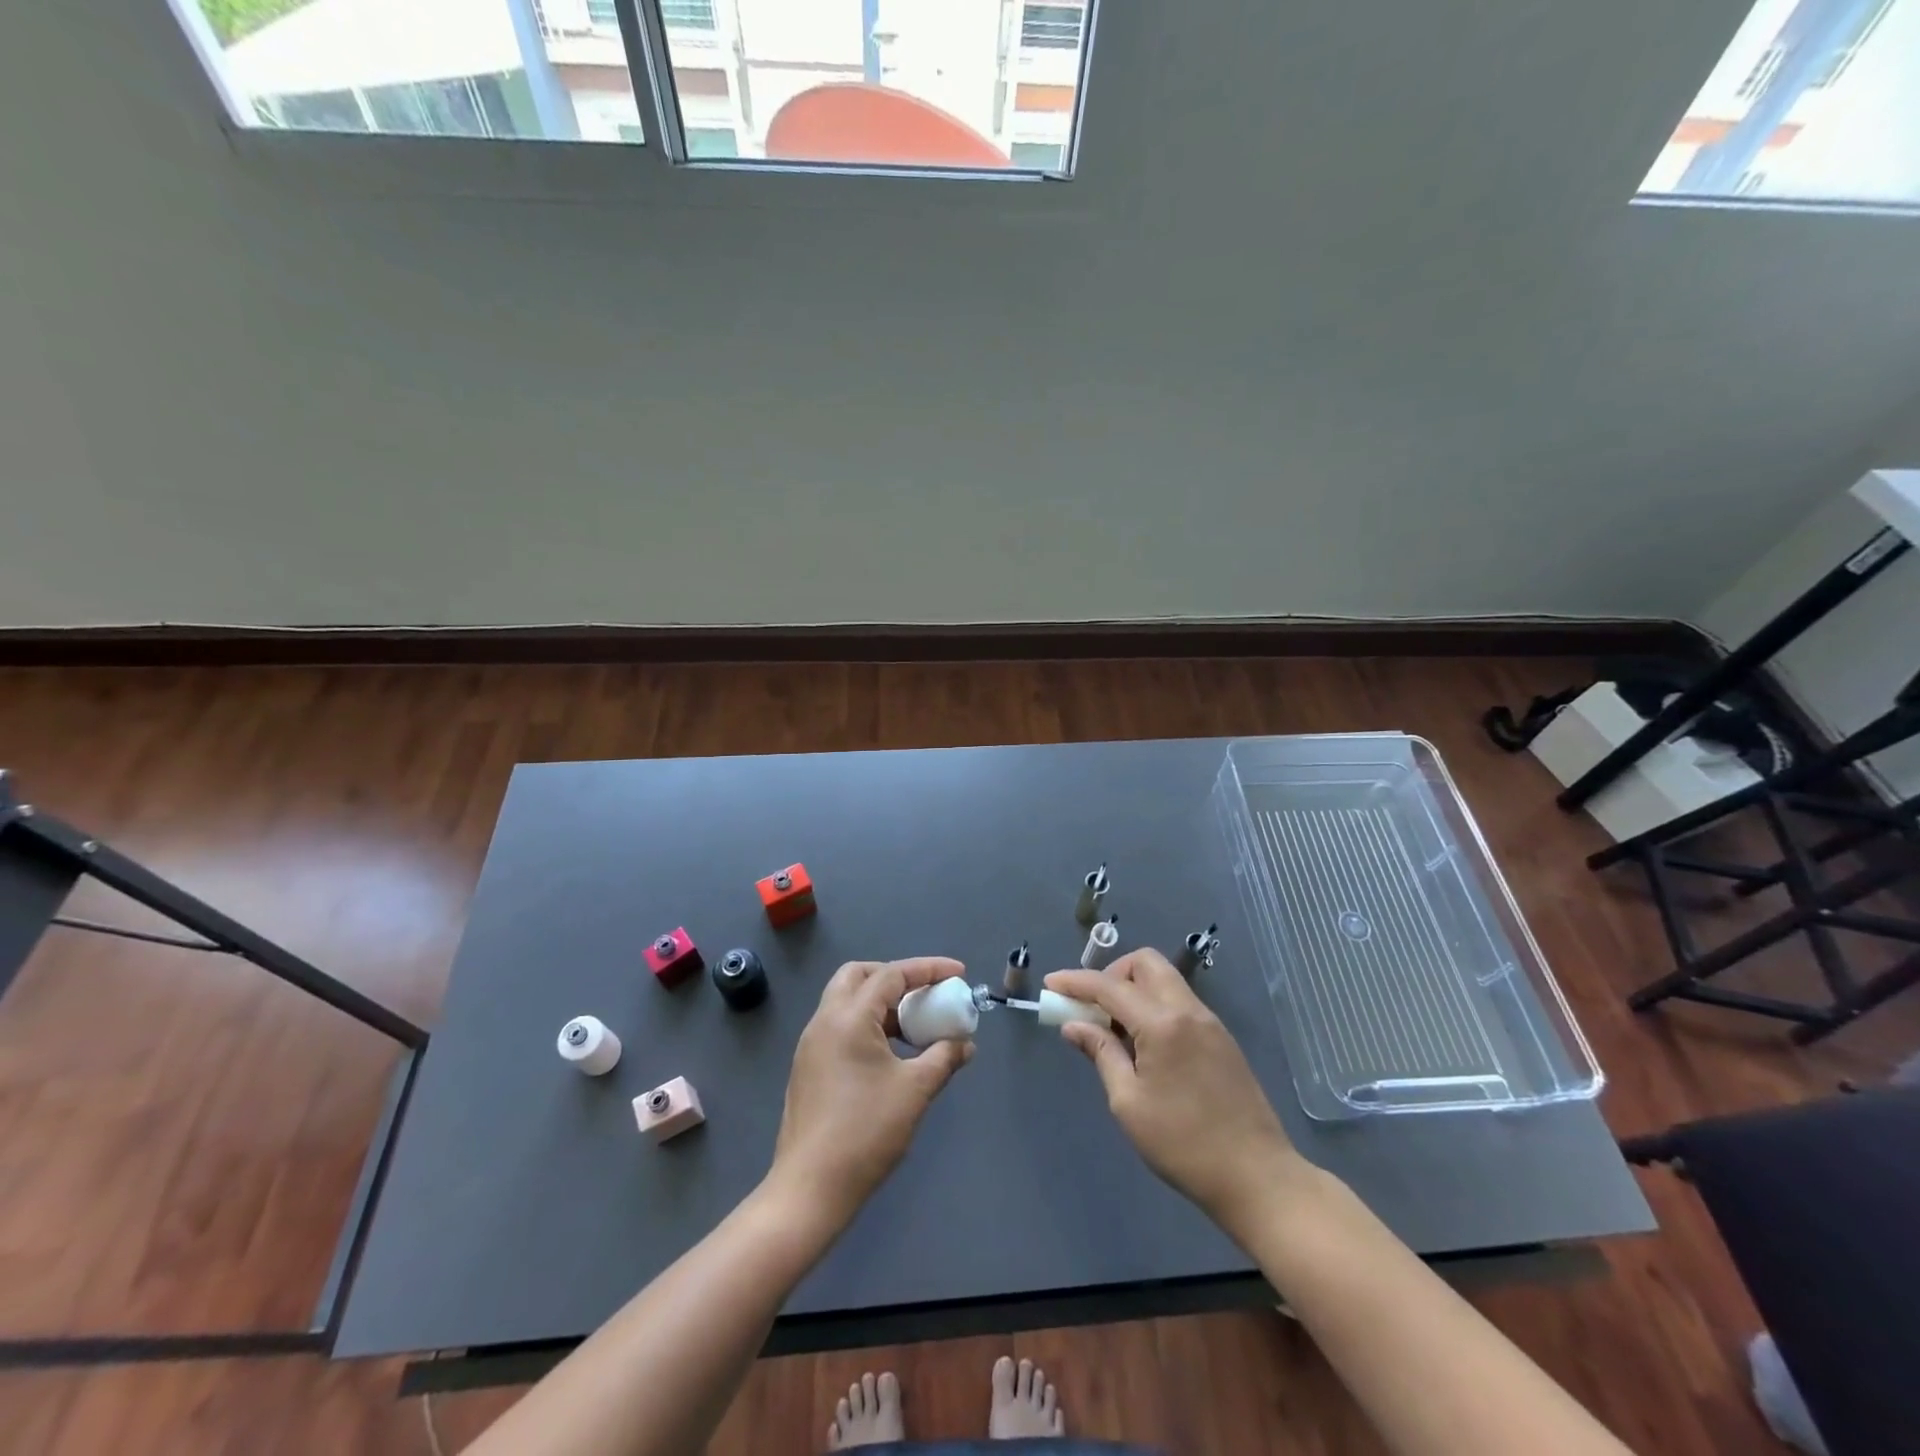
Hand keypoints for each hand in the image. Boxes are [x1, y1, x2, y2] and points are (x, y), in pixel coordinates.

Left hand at [769, 957, 973, 1229]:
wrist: (810, 1188)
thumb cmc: (866, 1132)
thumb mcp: (915, 1091)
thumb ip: (943, 1058)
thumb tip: (965, 1044)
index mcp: (848, 1017)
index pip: (891, 975)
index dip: (927, 969)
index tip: (958, 973)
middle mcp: (824, 1020)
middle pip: (858, 976)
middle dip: (895, 976)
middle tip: (924, 993)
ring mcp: (811, 1044)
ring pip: (846, 1000)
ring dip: (880, 1002)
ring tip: (913, 1025)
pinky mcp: (808, 1067)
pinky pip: (839, 1025)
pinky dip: (866, 1023)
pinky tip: (890, 1052)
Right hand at [1046, 949, 1304, 1234]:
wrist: (1258, 1176)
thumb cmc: (1183, 1144)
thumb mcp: (1129, 1103)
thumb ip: (1101, 1053)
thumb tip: (1074, 1026)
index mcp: (1162, 1023)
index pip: (1110, 986)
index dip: (1076, 982)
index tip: (1050, 985)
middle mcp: (1188, 1010)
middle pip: (1144, 964)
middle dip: (1111, 973)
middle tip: (1092, 1007)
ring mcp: (1209, 1022)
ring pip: (1164, 980)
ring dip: (1133, 989)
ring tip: (1115, 1030)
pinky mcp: (1221, 1038)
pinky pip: (1179, 1002)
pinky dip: (1154, 1005)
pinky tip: (1144, 1044)